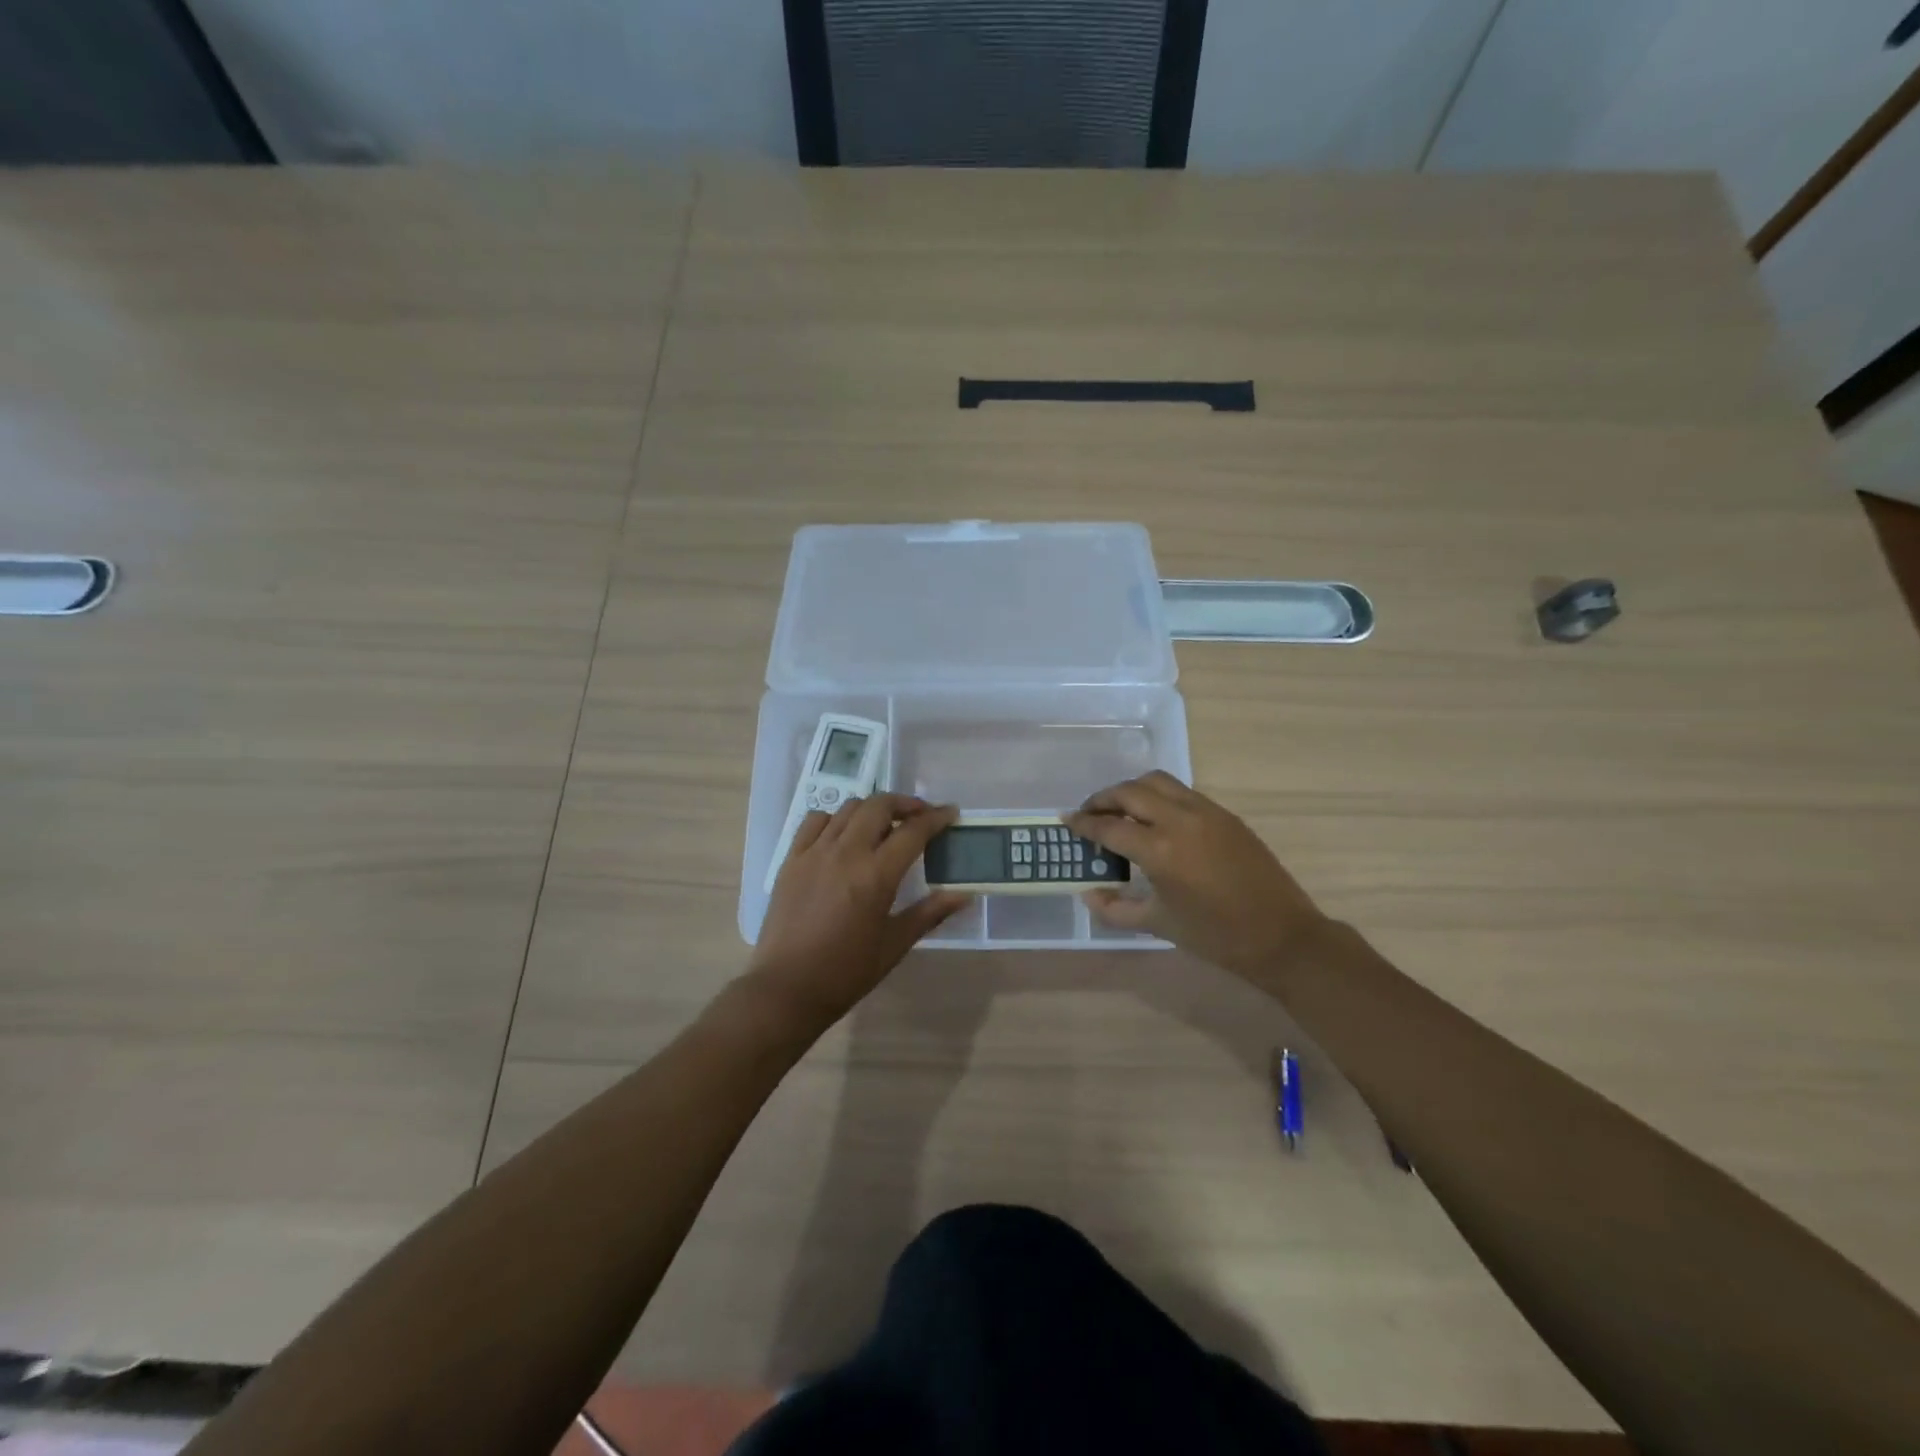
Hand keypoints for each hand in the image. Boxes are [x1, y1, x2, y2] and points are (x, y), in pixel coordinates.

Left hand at [746, 794, 967, 1030]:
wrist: (786, 988)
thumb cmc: (846, 972)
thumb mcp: (894, 944)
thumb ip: (930, 913)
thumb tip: (963, 895)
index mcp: (875, 875)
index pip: (913, 831)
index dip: (936, 818)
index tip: (951, 813)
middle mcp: (845, 853)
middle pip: (879, 806)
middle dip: (904, 804)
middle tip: (920, 816)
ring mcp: (814, 852)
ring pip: (848, 808)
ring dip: (872, 809)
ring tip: (884, 824)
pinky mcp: (791, 859)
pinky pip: (815, 821)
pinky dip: (836, 818)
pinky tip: (843, 835)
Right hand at [1065, 772, 1328, 980]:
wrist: (1282, 936)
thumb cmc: (1215, 936)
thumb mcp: (1158, 925)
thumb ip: (1115, 909)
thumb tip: (1088, 894)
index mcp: (1159, 851)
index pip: (1109, 826)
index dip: (1083, 823)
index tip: (1066, 820)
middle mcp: (1179, 820)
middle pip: (1130, 792)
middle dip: (1103, 799)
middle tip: (1089, 813)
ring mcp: (1206, 812)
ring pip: (1157, 781)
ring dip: (1131, 790)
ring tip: (1120, 809)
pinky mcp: (1225, 814)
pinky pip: (1182, 792)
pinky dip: (1159, 796)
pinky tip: (1155, 818)